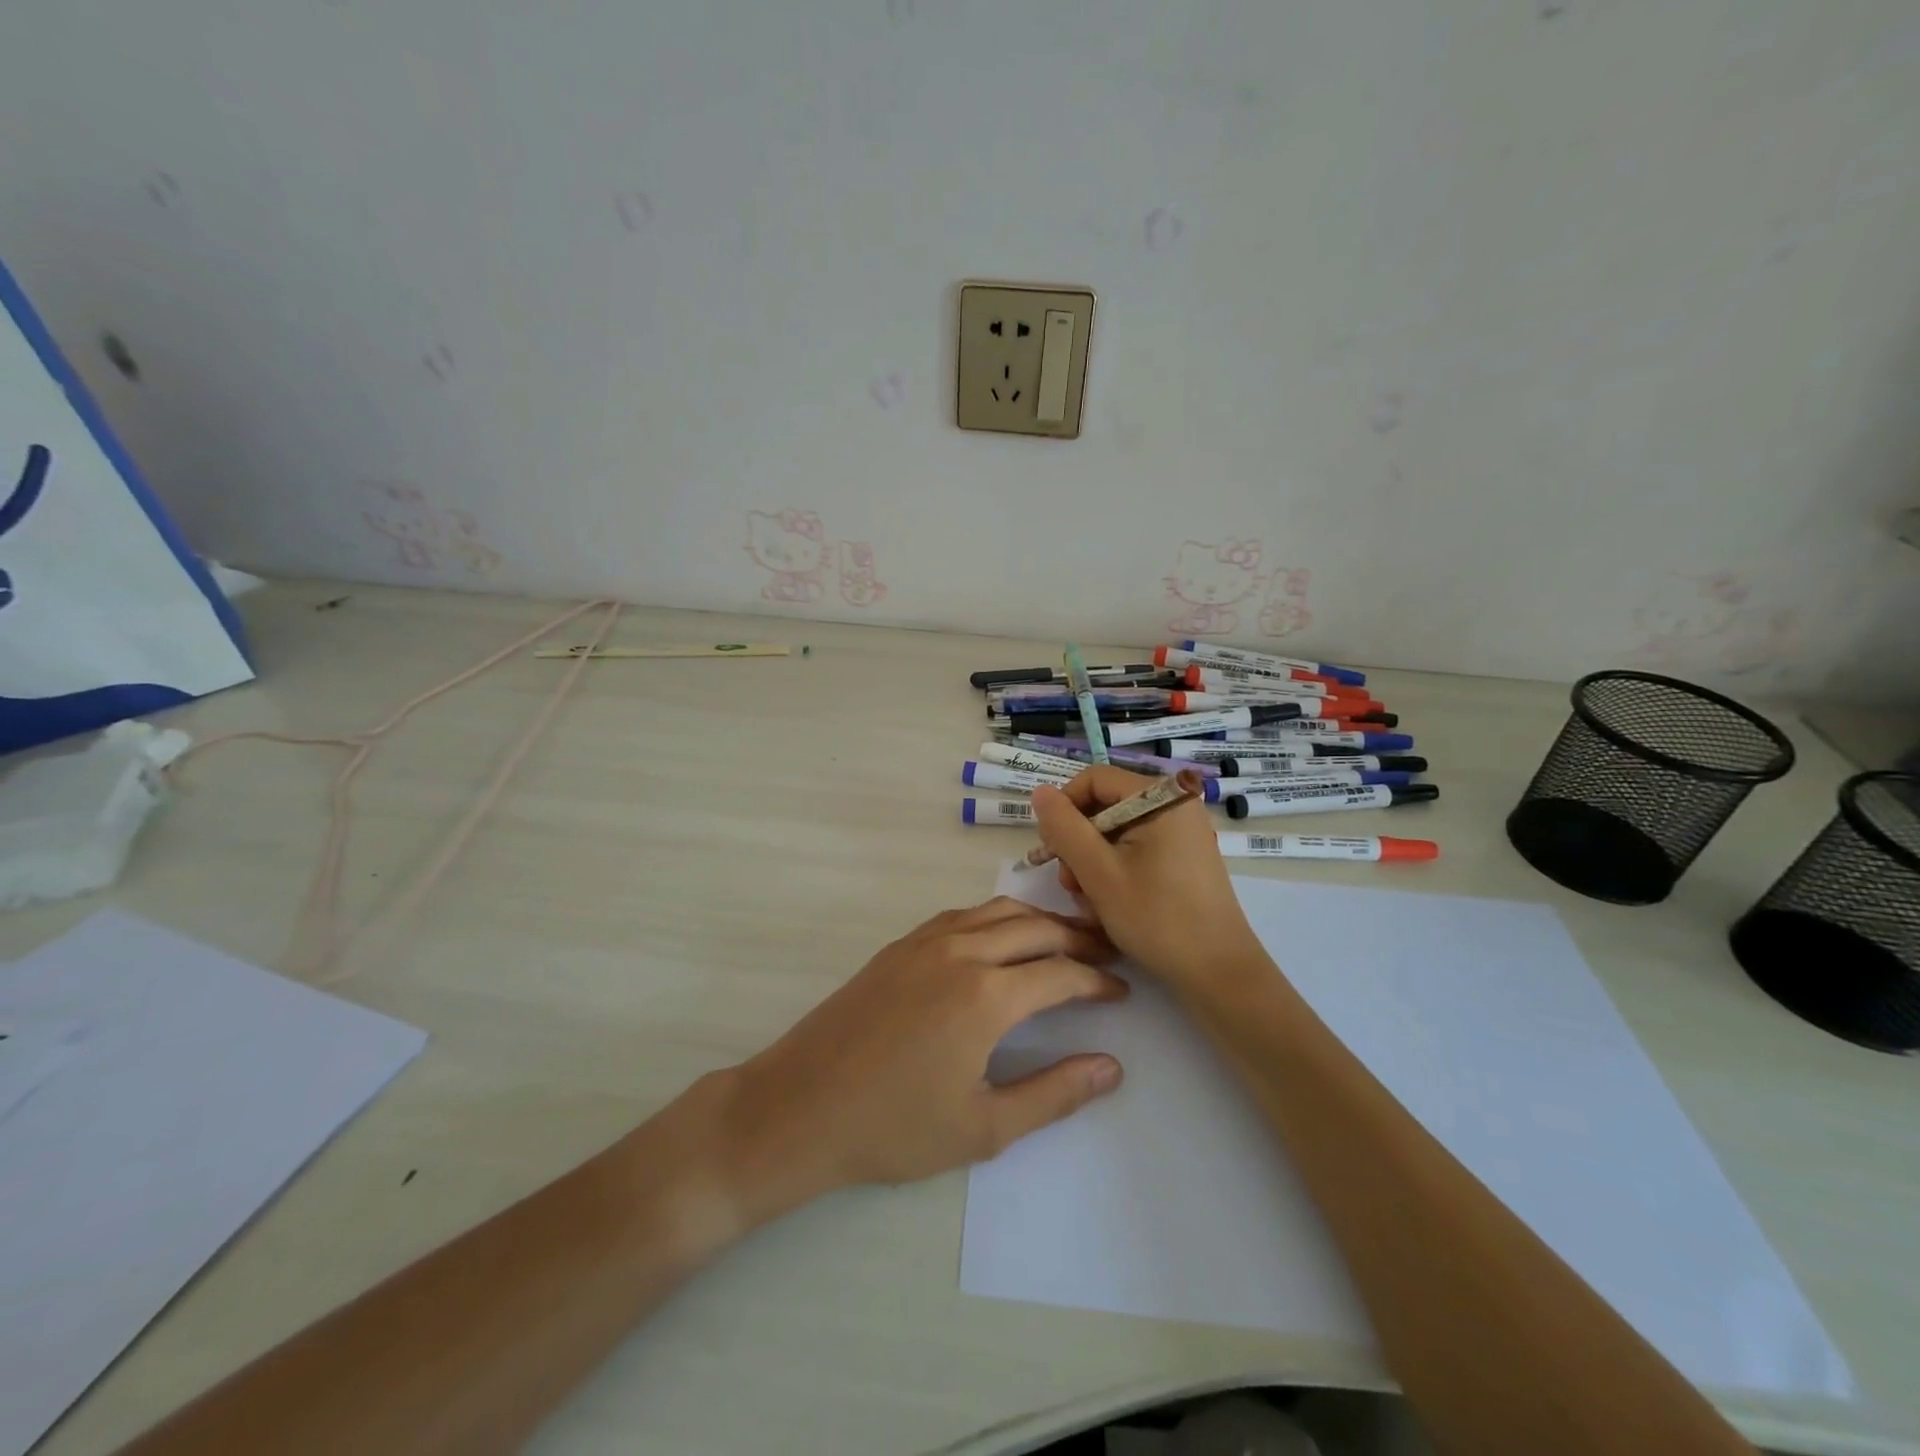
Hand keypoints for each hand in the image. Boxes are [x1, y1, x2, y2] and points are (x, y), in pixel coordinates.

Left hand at [715, 897, 1127, 1221]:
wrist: (799, 1106)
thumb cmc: (894, 1128)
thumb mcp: (983, 1127)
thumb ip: (1053, 1094)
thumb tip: (1111, 1067)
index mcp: (987, 994)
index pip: (1061, 973)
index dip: (1098, 981)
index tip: (1122, 991)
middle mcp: (961, 951)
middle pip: (1036, 928)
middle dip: (1078, 938)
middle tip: (1106, 955)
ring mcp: (925, 940)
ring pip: (998, 911)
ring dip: (1038, 920)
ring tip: (1064, 940)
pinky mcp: (900, 944)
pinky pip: (962, 915)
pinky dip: (996, 918)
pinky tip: (1001, 939)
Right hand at [1031, 766, 1272, 994]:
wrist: (1219, 972)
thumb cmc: (1157, 918)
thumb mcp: (1098, 872)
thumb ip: (1064, 828)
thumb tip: (1040, 792)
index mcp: (1160, 797)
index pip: (1094, 779)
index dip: (1064, 808)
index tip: (1051, 849)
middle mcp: (1175, 804)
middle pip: (1105, 805)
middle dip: (1079, 842)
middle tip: (1070, 884)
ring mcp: (1182, 832)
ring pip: (1117, 831)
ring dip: (1093, 862)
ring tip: (1089, 901)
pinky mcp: (1184, 857)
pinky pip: (1137, 849)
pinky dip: (1116, 871)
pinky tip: (1110, 903)